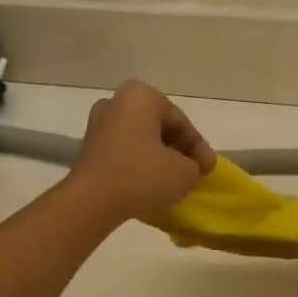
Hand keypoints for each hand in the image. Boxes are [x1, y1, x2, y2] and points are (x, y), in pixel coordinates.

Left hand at [68, 80, 215, 220]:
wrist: (92, 200)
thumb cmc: (142, 175)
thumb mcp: (184, 172)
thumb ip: (193, 165)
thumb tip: (187, 168)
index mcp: (141, 96)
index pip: (180, 121)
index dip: (199, 147)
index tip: (209, 169)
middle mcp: (116, 103)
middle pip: (158, 127)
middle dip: (177, 149)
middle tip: (194, 171)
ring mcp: (97, 126)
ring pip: (139, 141)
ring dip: (158, 158)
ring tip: (173, 180)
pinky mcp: (88, 151)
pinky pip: (123, 155)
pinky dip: (139, 166)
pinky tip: (150, 185)